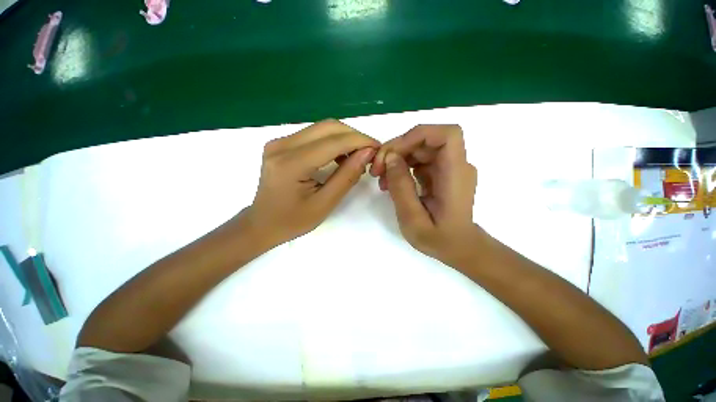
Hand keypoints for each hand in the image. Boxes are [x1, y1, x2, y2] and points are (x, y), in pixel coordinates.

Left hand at [244, 119, 378, 246]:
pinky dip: (332, 141)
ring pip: (321, 128)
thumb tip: (367, 153)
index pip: (333, 142)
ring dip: (344, 138)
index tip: (378, 148)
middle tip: (369, 152)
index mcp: (291, 164)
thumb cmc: (293, 221)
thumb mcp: (325, 203)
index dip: (360, 141)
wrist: (262, 223)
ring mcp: (279, 142)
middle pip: (328, 127)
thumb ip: (347, 176)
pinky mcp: (281, 144)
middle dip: (354, 136)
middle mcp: (282, 145)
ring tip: (357, 156)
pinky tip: (339, 156)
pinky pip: (313, 134)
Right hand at [370, 125, 477, 264]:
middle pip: (426, 140)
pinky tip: (391, 182)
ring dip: (397, 158)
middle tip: (376, 169)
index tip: (393, 152)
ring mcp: (448, 168)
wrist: (458, 247)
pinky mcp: (440, 173)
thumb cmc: (439, 239)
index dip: (417, 136)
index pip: (446, 135)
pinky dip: (402, 167)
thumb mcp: (413, 218)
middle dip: (397, 149)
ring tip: (381, 178)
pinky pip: (419, 161)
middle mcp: (456, 165)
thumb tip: (390, 157)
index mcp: (455, 175)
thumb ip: (401, 187)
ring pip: (420, 149)